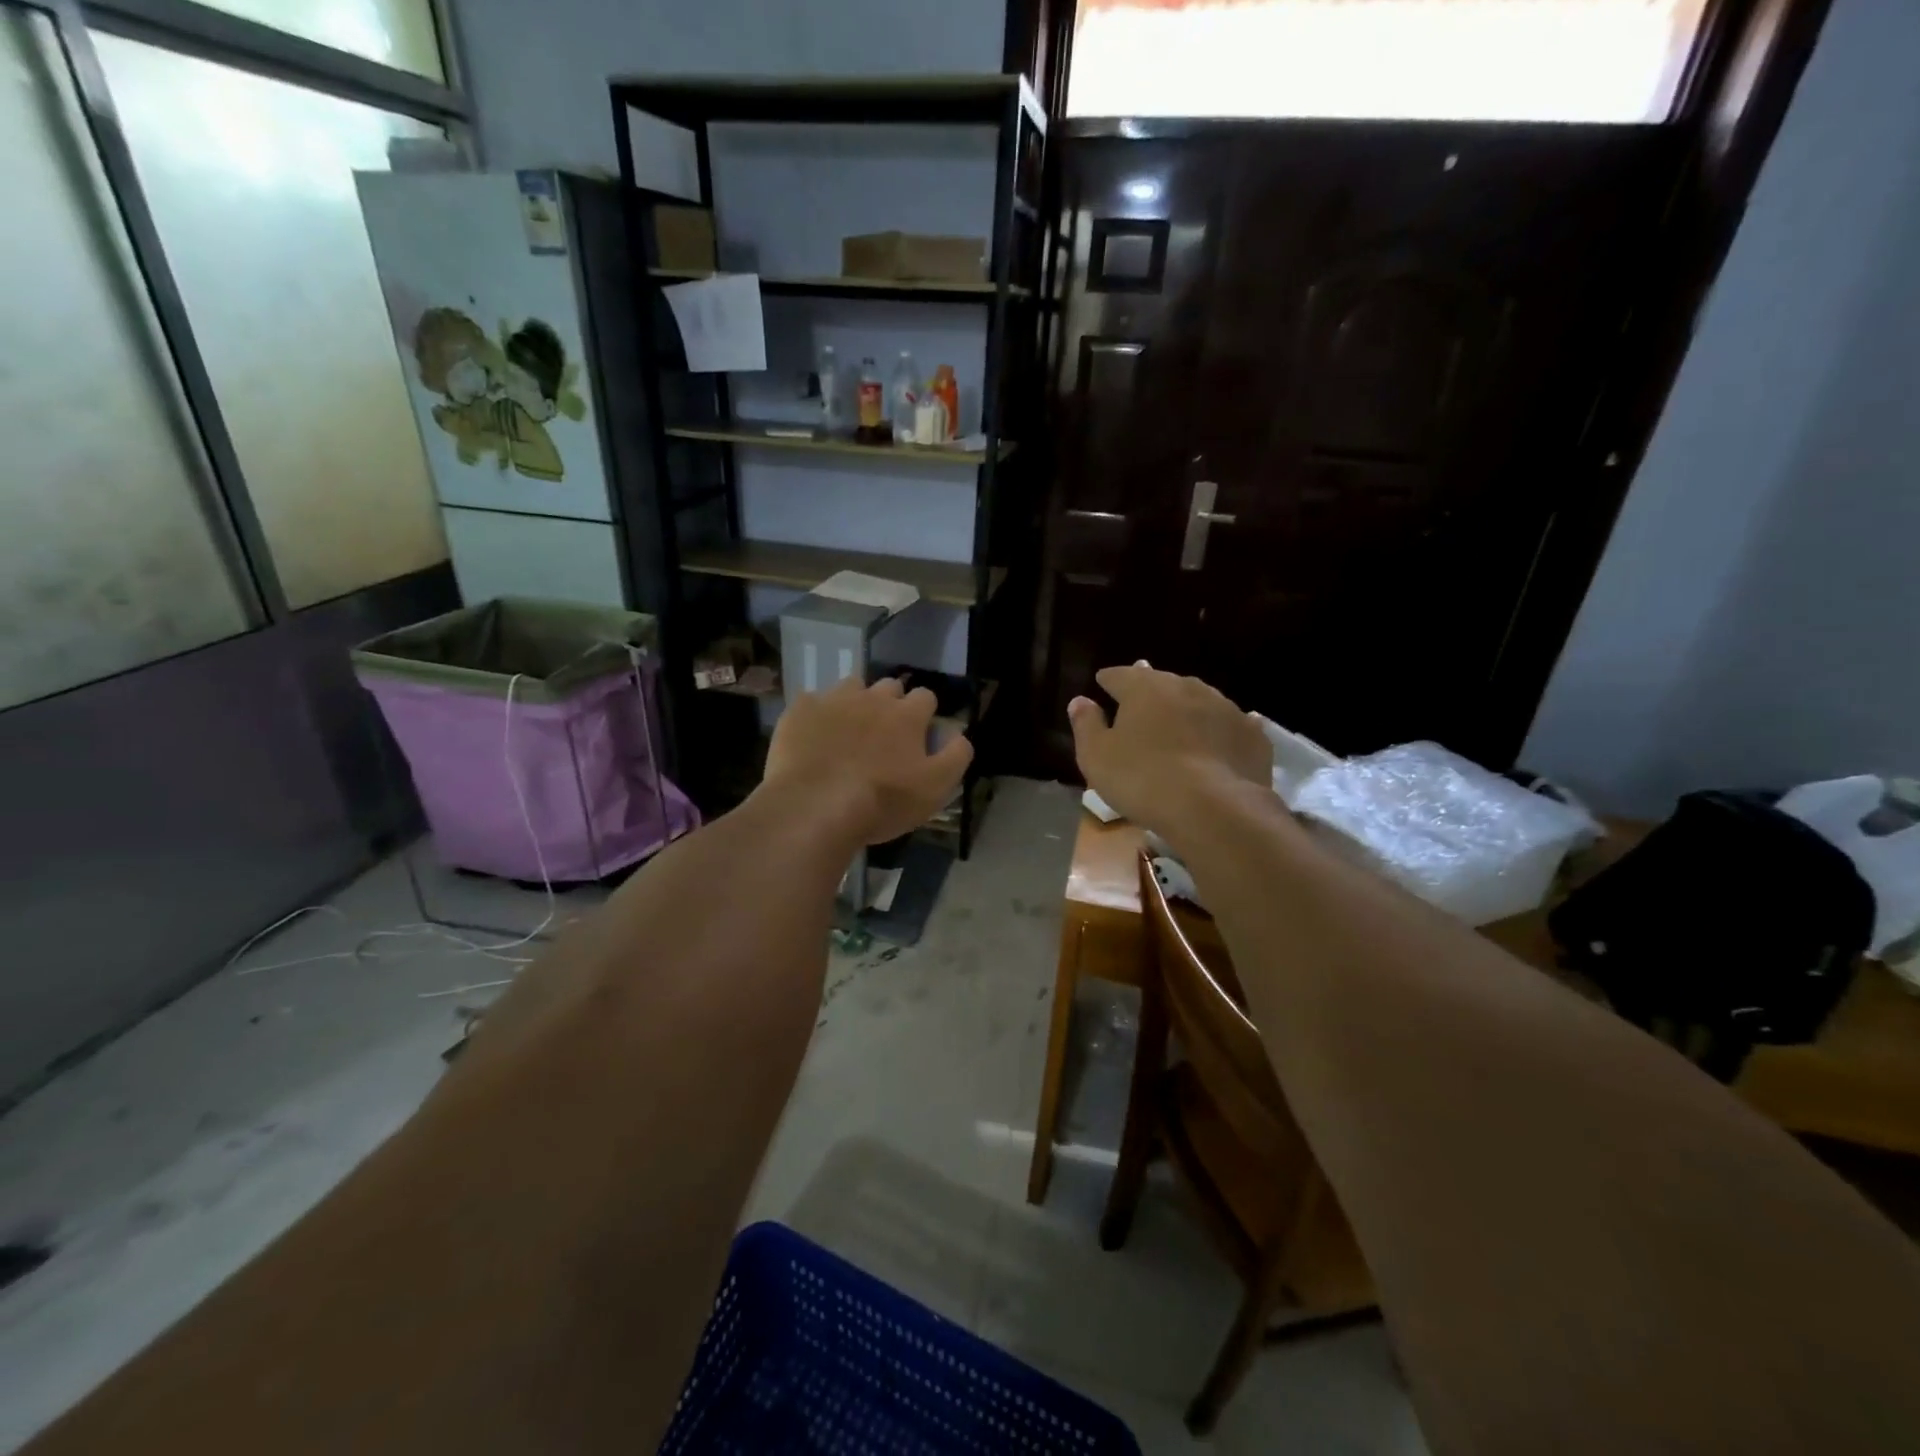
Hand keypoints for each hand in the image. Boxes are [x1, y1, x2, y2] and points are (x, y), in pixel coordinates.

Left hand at [761, 676, 973, 846]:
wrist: (816, 807)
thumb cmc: (882, 801)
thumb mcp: (935, 789)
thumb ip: (956, 757)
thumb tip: (960, 734)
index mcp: (907, 715)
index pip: (926, 697)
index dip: (924, 714)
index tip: (918, 735)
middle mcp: (873, 698)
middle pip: (889, 687)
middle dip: (891, 704)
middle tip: (883, 735)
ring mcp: (834, 700)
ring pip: (851, 687)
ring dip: (855, 703)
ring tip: (848, 732)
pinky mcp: (800, 710)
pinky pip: (812, 702)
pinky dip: (817, 715)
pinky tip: (814, 738)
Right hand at [1069, 664, 1272, 842]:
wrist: (1213, 809)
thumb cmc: (1142, 779)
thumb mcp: (1096, 756)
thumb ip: (1086, 724)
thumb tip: (1080, 701)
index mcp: (1145, 688)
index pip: (1120, 675)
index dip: (1109, 680)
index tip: (1102, 683)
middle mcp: (1186, 687)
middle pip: (1162, 683)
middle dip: (1149, 691)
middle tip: (1140, 703)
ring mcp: (1224, 707)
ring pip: (1198, 700)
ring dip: (1185, 708)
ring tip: (1178, 722)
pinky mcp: (1252, 734)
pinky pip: (1231, 724)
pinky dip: (1220, 728)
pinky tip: (1219, 737)